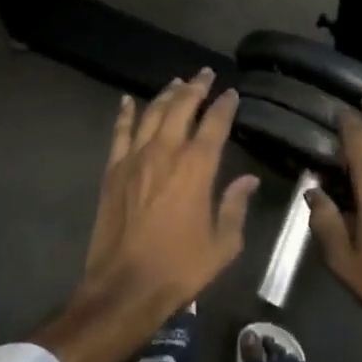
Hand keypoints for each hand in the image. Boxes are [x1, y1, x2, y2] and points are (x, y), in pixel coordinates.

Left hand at [35, 70, 256, 361]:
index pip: (215, 123)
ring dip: (166, 94)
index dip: (224, 105)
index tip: (231, 93)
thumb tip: (248, 180)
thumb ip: (235, 207)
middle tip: (204, 74)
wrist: (124, 287)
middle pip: (182, 107)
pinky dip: (125, 113)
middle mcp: (166, 152)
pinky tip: (129, 100)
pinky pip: (120, 133)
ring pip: (153, 113)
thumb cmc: (180, 269)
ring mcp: (135, 158)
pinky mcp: (113, 170)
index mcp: (197, 168)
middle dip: (196, 87)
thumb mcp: (222, 244)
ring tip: (177, 81)